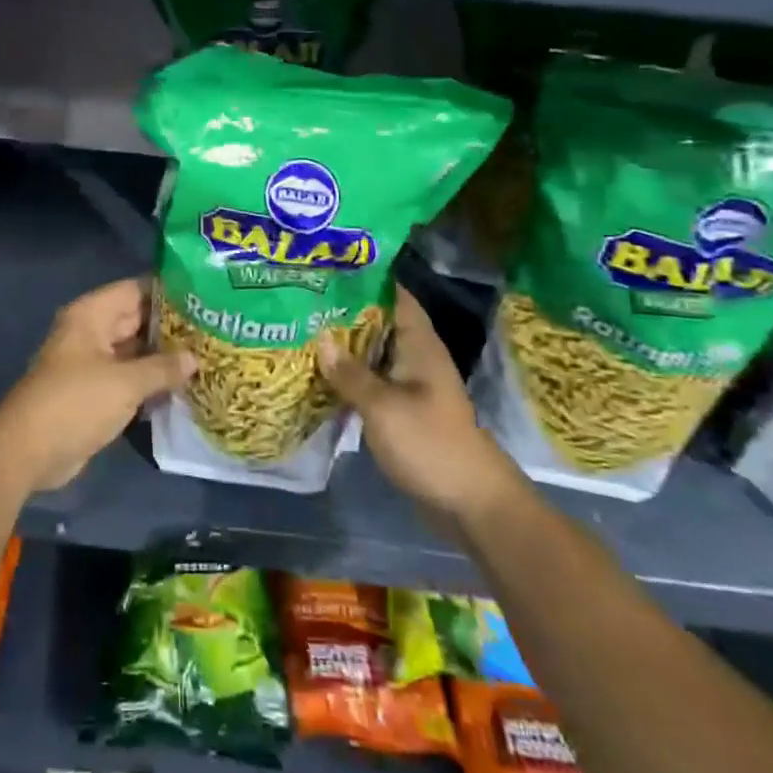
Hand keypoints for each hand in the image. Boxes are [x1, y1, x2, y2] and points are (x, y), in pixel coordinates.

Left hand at [0, 277, 195, 492]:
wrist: (29, 452)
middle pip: (136, 319)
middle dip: (172, 326)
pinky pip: (129, 378)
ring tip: (208, 355)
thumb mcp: (125, 383)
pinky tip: (184, 385)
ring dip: (163, 356)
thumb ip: (163, 367)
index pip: (136, 289)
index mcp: (92, 315)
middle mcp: (91, 332)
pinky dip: (151, 381)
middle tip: (214, 328)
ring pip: (134, 351)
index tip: (205, 295)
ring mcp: (92, 363)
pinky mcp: (95, 393)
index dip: (169, 291)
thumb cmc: (76, 403)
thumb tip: (195, 358)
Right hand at [316, 285, 521, 518]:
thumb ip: (349, 373)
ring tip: (302, 333)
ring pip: (372, 355)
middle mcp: (416, 357)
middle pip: (378, 324)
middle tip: (302, 301)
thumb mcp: (382, 406)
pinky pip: (372, 383)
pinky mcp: (404, 411)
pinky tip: (319, 376)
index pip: (394, 296)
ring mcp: (411, 385)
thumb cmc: (429, 443)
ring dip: (344, 348)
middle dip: (344, 313)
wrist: (470, 502)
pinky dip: (349, 377)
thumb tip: (319, 338)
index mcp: (419, 345)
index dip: (366, 280)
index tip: (329, 269)